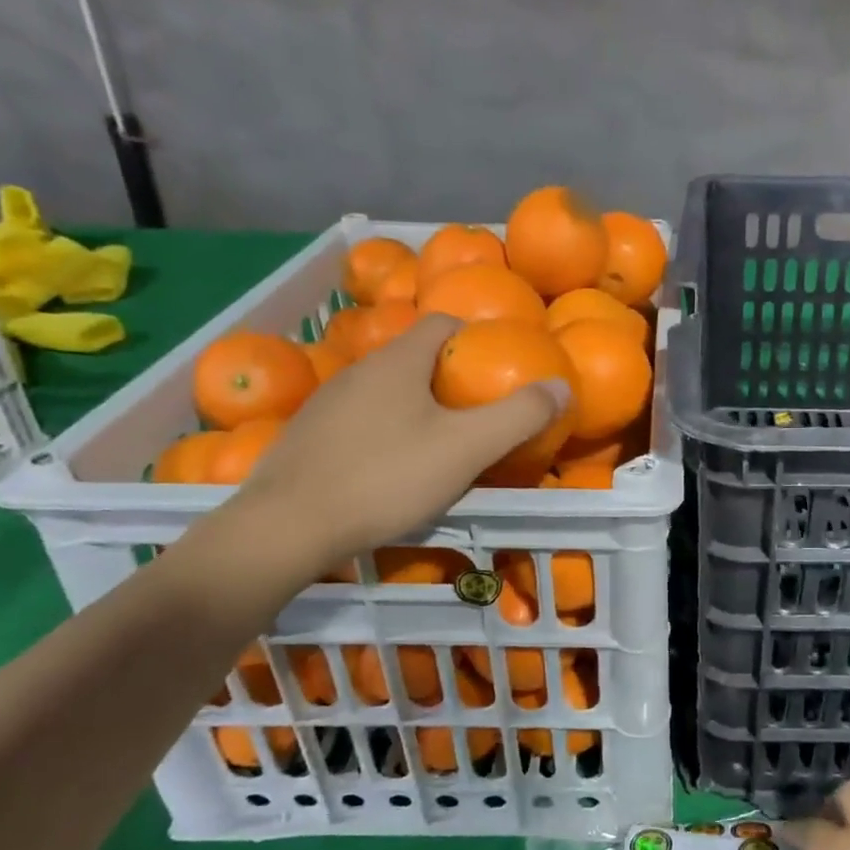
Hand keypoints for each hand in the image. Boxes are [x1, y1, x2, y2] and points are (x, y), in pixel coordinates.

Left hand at [211, 314, 568, 582]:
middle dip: (450, 377)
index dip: (476, 337)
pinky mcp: (308, 436)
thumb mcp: (466, 448)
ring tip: (439, 444)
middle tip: (478, 414)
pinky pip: (360, 419)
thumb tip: (562, 386)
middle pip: (415, 357)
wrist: (286, 527)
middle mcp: (359, 370)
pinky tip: (391, 468)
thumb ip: (518, 416)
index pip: (443, 322)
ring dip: (416, 406)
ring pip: (386, 390)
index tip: (498, 370)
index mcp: (398, 361)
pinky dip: (384, 430)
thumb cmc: (386, 477)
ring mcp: (327, 403)